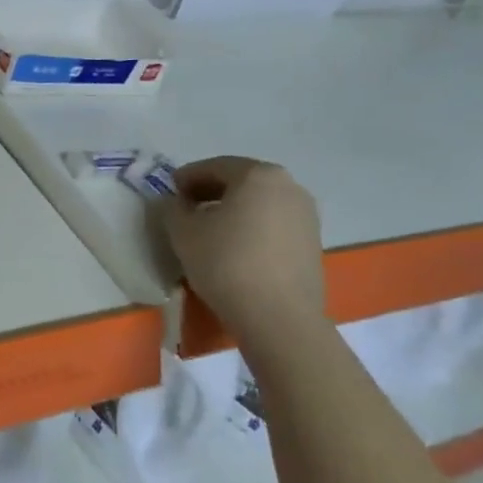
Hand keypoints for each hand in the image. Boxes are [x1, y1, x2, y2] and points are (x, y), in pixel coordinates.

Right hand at [165, 156, 326, 336]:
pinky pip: (273, 223)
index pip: (215, 166)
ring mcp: (306, 214)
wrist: (277, 316)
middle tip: (186, 206)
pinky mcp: (312, 242)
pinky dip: (251, 226)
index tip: (170, 190)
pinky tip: (234, 247)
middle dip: (211, 191)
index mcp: (258, 175)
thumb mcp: (183, 232)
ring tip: (209, 229)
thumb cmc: (225, 263)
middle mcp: (289, 186)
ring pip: (260, 203)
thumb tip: (176, 203)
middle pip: (242, 181)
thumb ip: (173, 208)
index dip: (187, 177)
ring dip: (233, 209)